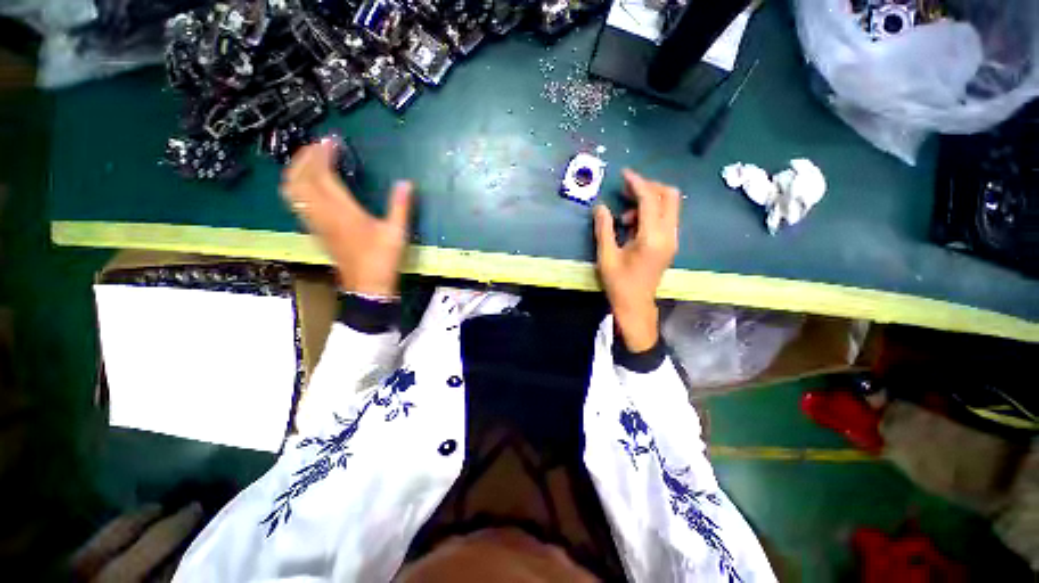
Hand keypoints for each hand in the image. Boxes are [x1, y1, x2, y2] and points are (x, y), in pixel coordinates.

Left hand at [281, 140, 413, 296]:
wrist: (366, 285)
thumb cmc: (382, 258)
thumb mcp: (396, 232)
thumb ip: (400, 206)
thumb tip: (406, 183)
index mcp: (342, 211)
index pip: (322, 175)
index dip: (322, 155)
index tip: (331, 141)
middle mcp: (322, 214)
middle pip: (298, 179)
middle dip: (304, 158)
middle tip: (318, 147)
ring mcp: (315, 223)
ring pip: (292, 190)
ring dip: (296, 170)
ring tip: (310, 161)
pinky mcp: (315, 231)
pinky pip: (296, 203)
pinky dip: (297, 186)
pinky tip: (309, 185)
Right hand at [594, 169, 680, 351]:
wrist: (635, 305)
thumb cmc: (619, 283)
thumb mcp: (606, 256)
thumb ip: (604, 229)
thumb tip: (600, 207)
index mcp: (652, 238)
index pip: (650, 200)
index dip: (637, 183)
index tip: (624, 174)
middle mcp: (668, 235)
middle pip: (670, 196)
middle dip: (649, 187)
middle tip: (627, 190)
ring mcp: (671, 240)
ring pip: (669, 206)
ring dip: (649, 201)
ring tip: (624, 217)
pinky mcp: (669, 244)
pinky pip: (665, 218)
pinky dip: (651, 213)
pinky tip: (632, 225)